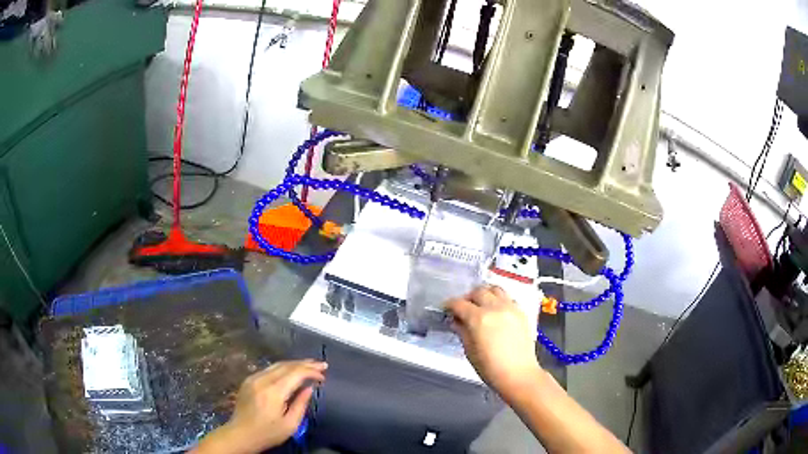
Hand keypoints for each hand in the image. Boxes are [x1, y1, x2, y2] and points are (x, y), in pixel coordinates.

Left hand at [192, 360, 326, 453]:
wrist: (240, 434)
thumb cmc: (267, 433)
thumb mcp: (290, 424)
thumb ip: (301, 404)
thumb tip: (309, 388)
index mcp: (273, 392)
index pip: (295, 373)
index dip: (311, 372)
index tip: (323, 375)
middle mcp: (262, 380)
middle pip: (287, 365)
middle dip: (305, 364)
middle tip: (322, 365)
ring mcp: (253, 378)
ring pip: (277, 365)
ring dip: (295, 364)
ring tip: (310, 365)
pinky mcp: (249, 380)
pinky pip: (269, 369)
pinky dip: (283, 368)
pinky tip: (291, 371)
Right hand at [446, 285, 541, 400]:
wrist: (519, 374)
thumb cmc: (490, 368)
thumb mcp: (470, 351)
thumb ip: (462, 331)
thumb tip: (455, 321)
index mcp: (479, 318)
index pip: (459, 303)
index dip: (449, 305)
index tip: (445, 310)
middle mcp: (495, 307)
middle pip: (478, 291)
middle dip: (467, 298)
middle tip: (463, 309)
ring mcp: (510, 308)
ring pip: (495, 289)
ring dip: (485, 294)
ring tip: (480, 305)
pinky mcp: (521, 312)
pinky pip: (508, 298)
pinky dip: (499, 300)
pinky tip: (496, 312)